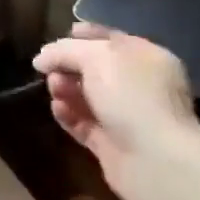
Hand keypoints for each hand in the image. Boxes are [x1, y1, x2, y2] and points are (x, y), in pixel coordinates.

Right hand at [32, 23, 199, 199]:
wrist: (157, 163)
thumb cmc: (131, 96)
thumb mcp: (94, 57)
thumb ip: (64, 51)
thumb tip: (41, 59)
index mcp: (146, 57)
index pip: (110, 38)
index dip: (83, 36)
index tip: (58, 36)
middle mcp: (140, 85)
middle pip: (94, 68)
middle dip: (68, 66)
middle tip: (49, 69)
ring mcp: (127, 117)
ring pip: (87, 96)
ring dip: (65, 89)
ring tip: (54, 90)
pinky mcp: (114, 145)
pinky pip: (84, 123)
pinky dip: (69, 115)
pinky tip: (58, 109)